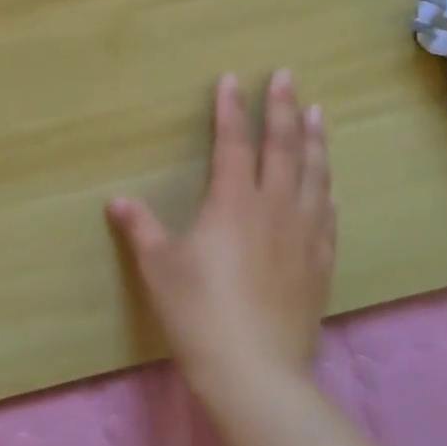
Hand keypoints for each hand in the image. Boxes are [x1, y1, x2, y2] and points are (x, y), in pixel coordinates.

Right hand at [108, 71, 334, 390]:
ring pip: (314, 174)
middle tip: (289, 76)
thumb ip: (141, 228)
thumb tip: (118, 200)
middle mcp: (274, 208)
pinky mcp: (321, 262)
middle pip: (283, 147)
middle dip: (284, 108)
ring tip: (319, 113)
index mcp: (233, 202)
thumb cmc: (198, 311)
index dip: (231, 109)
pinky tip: (328, 184)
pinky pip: (328, 213)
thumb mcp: (159, 267)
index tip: (233, 79)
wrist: (255, 370)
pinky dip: (326, 188)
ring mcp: (303, 234)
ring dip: (315, 140)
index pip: (233, 142)